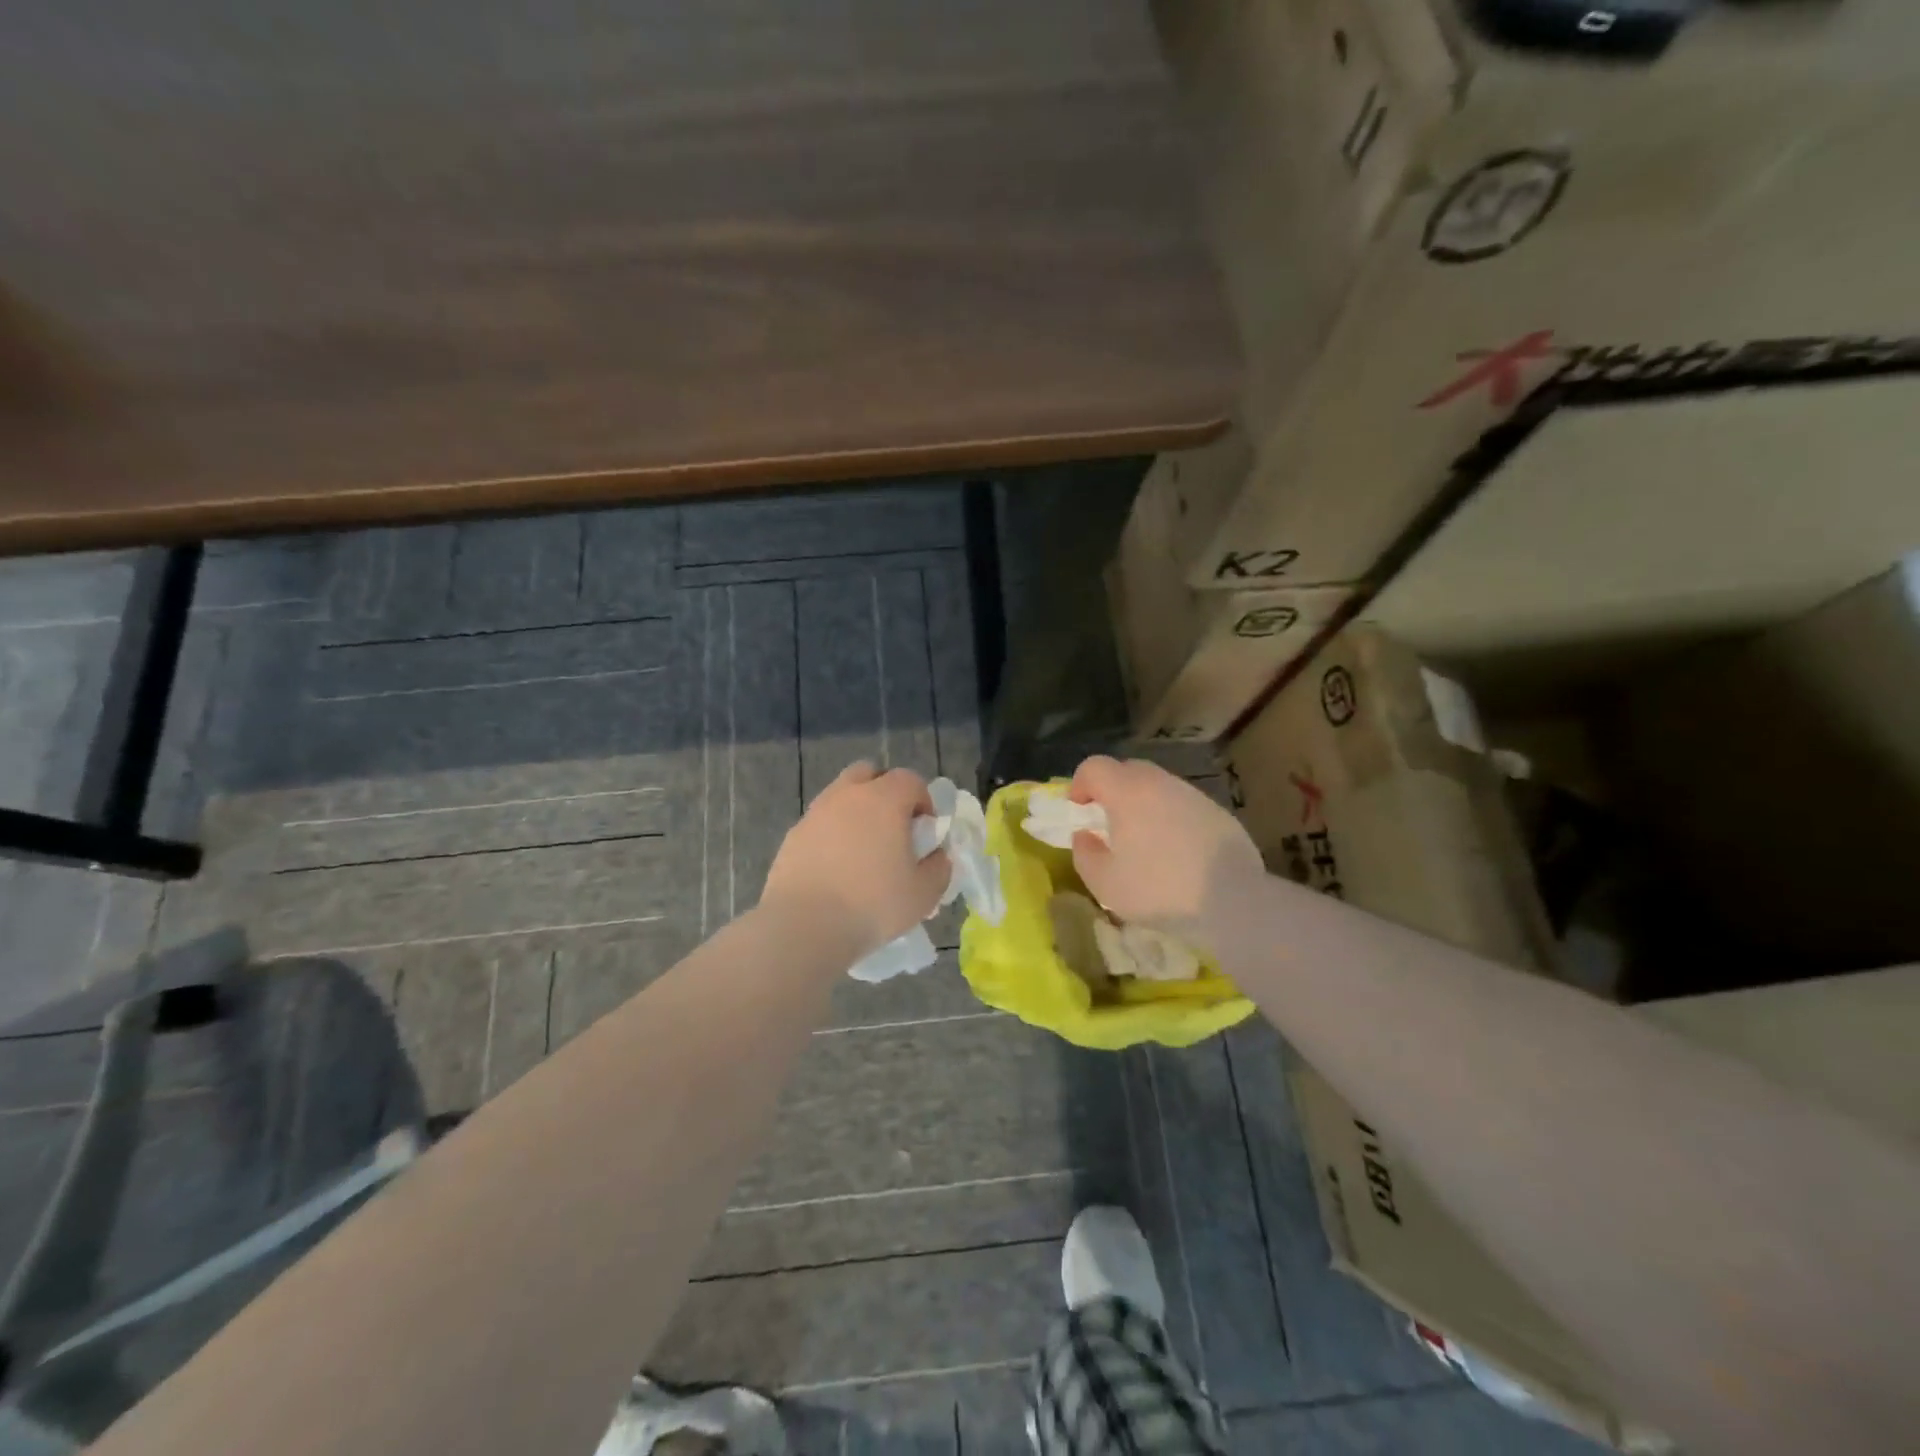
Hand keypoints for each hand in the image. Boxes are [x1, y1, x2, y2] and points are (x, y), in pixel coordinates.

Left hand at [760, 762, 952, 960]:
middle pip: (869, 774)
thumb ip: (938, 868)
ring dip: (856, 813)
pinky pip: (820, 824)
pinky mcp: (793, 836)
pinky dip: (831, 835)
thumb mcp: (924, 894)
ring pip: (840, 797)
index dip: (923, 801)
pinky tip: (835, 869)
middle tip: (893, 829)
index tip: (925, 832)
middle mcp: (847, 795)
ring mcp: (815, 813)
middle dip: (884, 792)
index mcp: (884, 799)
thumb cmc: (873, 905)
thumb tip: (936, 856)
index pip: (910, 780)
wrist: (804, 926)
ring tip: (863, 852)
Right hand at [1069, 756, 1265, 944]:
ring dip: (1143, 804)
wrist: (1233, 901)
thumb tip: (1084, 836)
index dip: (1079, 784)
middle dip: (1111, 790)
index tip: (1079, 811)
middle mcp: (1160, 783)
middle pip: (1127, 770)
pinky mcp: (1218, 812)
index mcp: (1127, 792)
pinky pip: (1183, 805)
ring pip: (1158, 787)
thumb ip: (1085, 854)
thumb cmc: (1159, 890)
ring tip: (1144, 840)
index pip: (1094, 766)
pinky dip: (1171, 818)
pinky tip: (1177, 852)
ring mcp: (1193, 795)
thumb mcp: (1105, 883)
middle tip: (1108, 823)